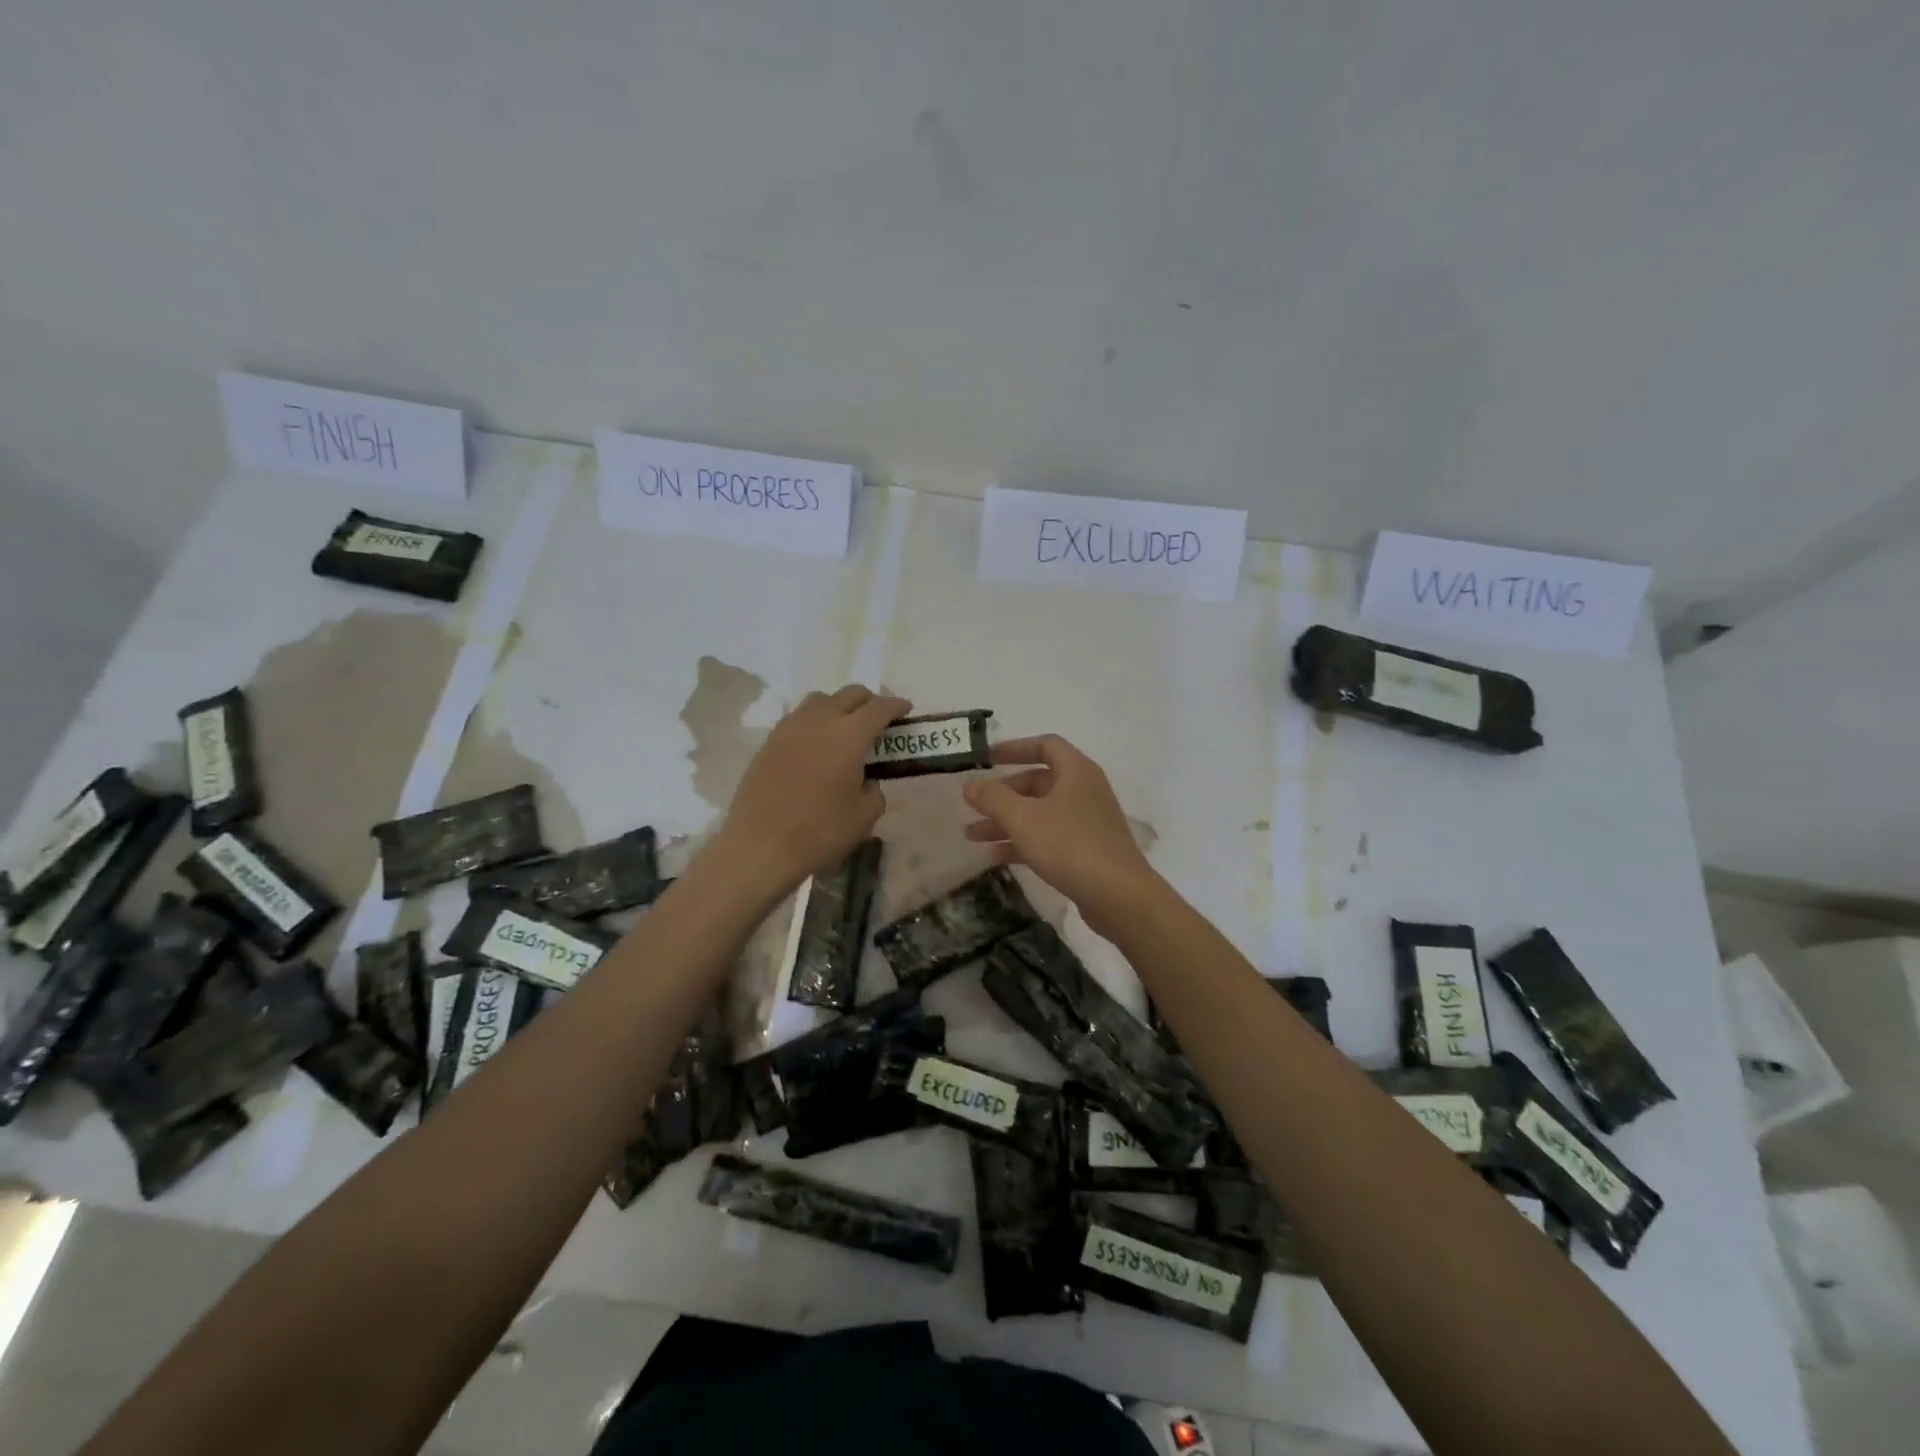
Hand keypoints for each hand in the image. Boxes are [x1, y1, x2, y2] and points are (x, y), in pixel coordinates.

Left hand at [712, 684, 909, 894]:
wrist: (760, 847)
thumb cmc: (820, 832)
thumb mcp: (864, 817)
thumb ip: (873, 791)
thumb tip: (866, 781)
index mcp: (849, 735)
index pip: (879, 708)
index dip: (896, 706)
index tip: (906, 711)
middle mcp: (819, 721)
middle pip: (849, 694)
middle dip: (869, 701)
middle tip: (878, 719)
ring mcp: (789, 728)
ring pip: (820, 700)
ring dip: (838, 706)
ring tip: (845, 729)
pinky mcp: (769, 742)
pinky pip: (798, 718)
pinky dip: (815, 721)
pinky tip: (817, 745)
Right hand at [962, 735, 1158, 932]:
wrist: (1118, 896)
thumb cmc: (1069, 845)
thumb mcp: (1024, 819)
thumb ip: (993, 799)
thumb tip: (969, 785)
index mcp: (1076, 772)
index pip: (1045, 745)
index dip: (1014, 748)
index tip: (986, 759)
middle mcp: (1084, 790)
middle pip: (1038, 782)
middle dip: (1003, 794)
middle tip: (974, 806)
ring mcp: (1087, 821)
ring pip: (1040, 813)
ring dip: (1007, 821)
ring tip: (972, 836)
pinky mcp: (1087, 850)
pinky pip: (1049, 837)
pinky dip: (1023, 842)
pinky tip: (995, 857)